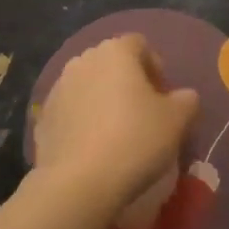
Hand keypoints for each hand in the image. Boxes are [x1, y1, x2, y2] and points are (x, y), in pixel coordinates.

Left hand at [33, 34, 198, 218]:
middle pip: (111, 63)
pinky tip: (93, 149)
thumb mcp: (177, 120)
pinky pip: (70, 111)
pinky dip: (82, 121)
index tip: (163, 96)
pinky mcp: (42, 118)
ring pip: (88, 86)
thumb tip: (184, 96)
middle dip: (127, 82)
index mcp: (115, 52)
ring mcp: (58, 88)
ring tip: (116, 133)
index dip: (155, 66)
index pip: (139, 44)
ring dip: (102, 100)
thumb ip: (186, 100)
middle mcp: (83, 61)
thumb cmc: (135, 140)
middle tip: (143, 113)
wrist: (78, 183)